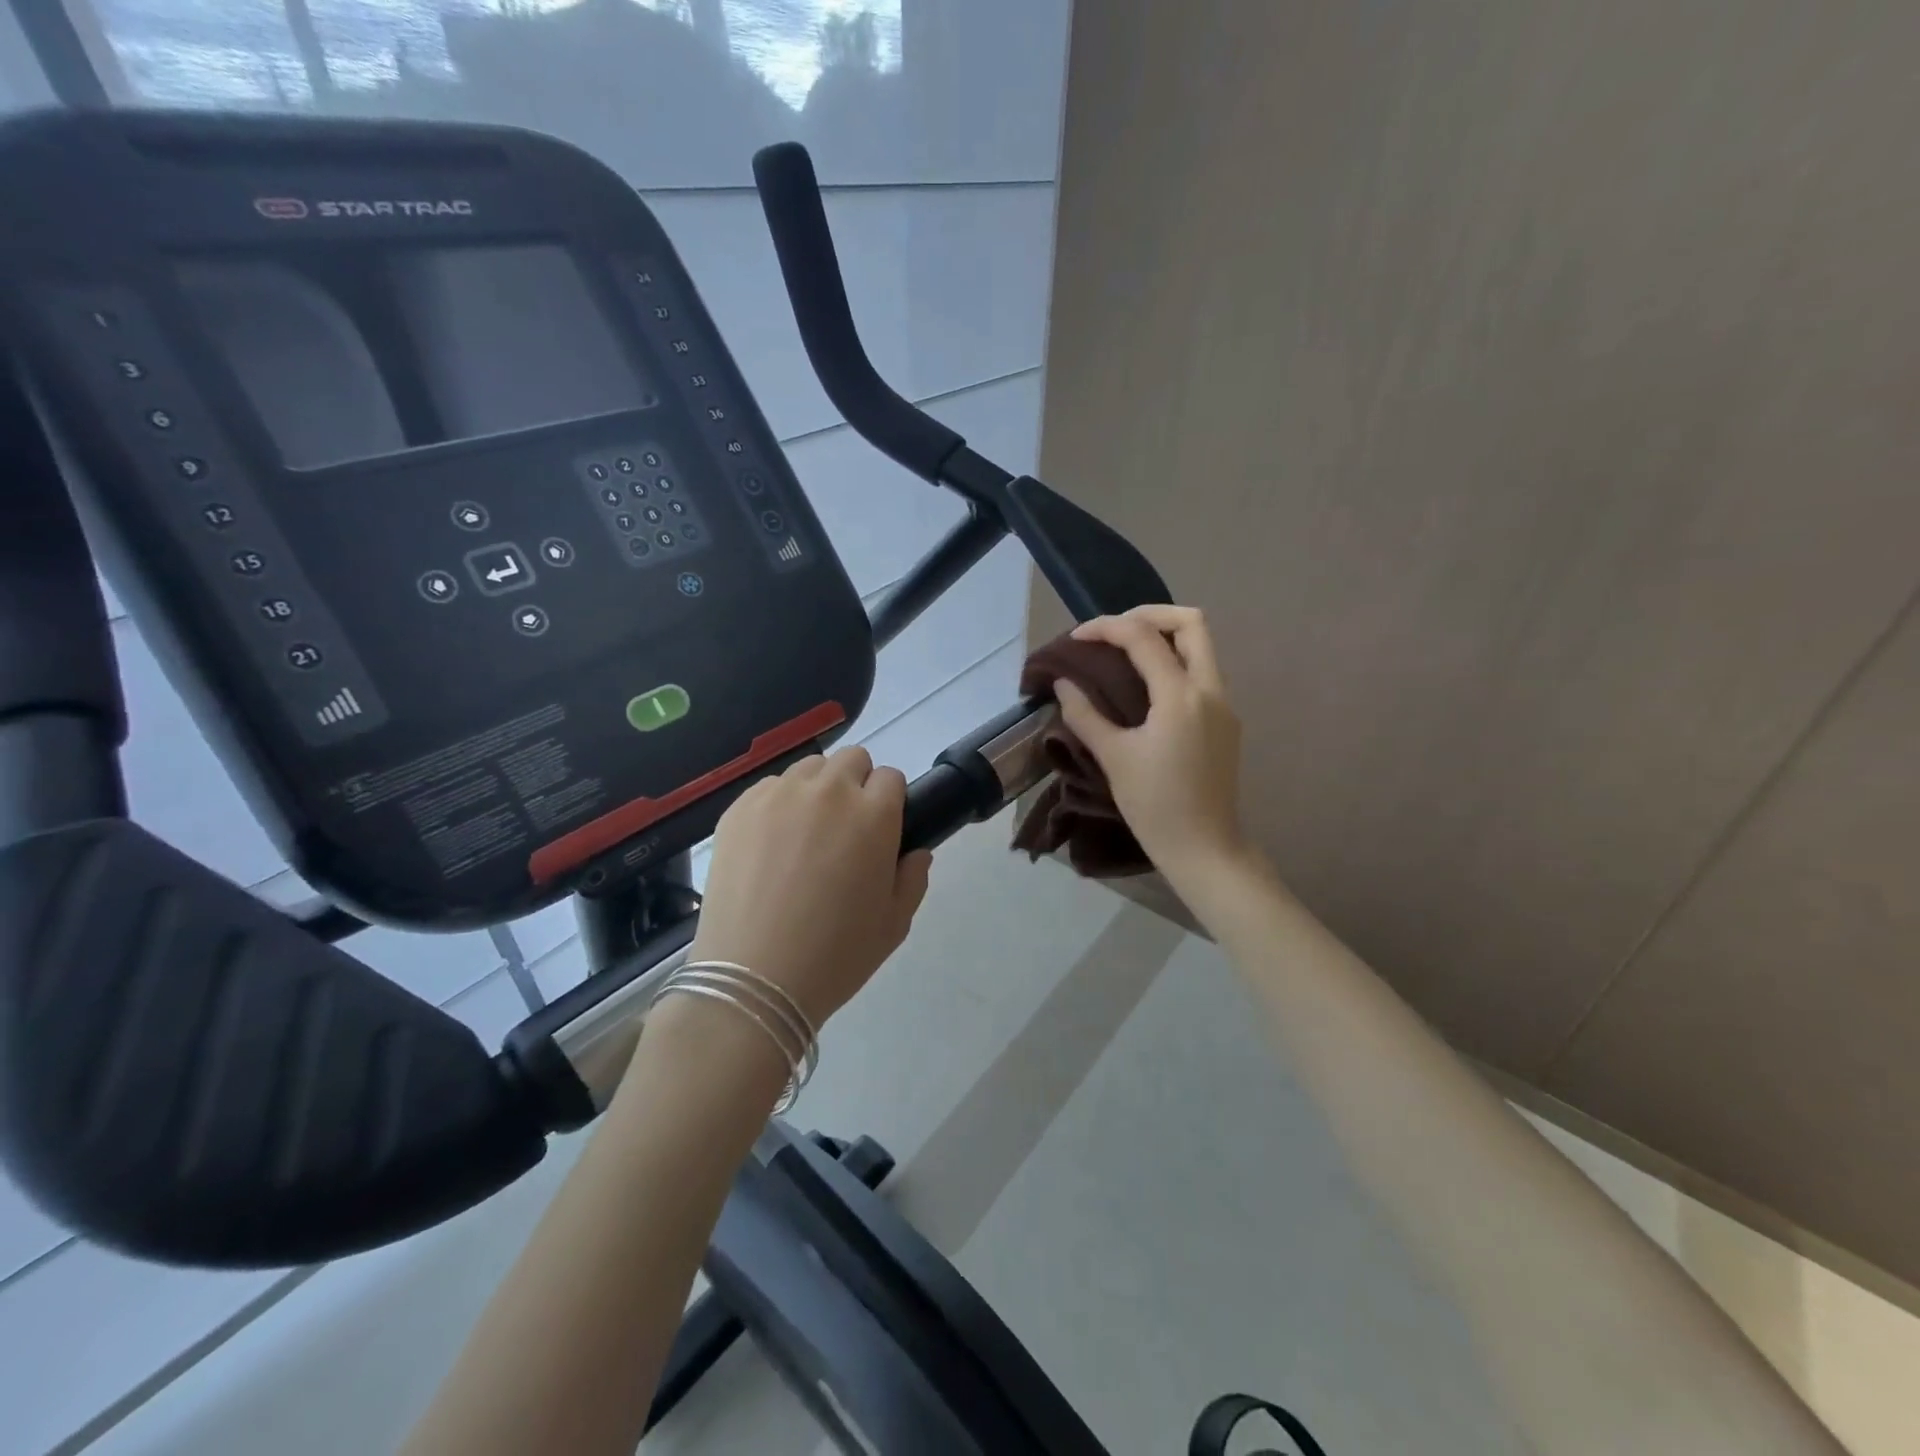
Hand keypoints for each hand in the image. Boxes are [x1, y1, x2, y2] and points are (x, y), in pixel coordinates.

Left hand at [688, 746, 932, 1027]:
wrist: (753, 979)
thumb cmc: (835, 955)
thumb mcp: (894, 925)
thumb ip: (914, 878)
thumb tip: (916, 852)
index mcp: (874, 815)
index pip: (891, 778)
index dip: (890, 802)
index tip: (881, 830)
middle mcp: (828, 792)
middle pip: (852, 760)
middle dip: (857, 785)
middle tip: (846, 830)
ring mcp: (779, 796)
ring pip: (810, 768)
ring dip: (818, 789)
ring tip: (806, 833)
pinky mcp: (739, 808)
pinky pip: (770, 786)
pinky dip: (779, 803)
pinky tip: (771, 843)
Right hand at [1053, 605, 1248, 873]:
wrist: (1205, 849)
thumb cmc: (1155, 806)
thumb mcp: (1114, 758)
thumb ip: (1085, 715)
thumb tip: (1063, 684)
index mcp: (1181, 696)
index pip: (1143, 638)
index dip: (1106, 627)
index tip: (1076, 638)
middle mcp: (1211, 690)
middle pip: (1191, 623)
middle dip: (1149, 615)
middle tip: (1114, 631)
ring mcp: (1224, 705)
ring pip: (1202, 646)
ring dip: (1164, 637)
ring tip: (1124, 653)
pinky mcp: (1226, 722)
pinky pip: (1202, 673)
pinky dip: (1174, 662)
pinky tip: (1146, 686)